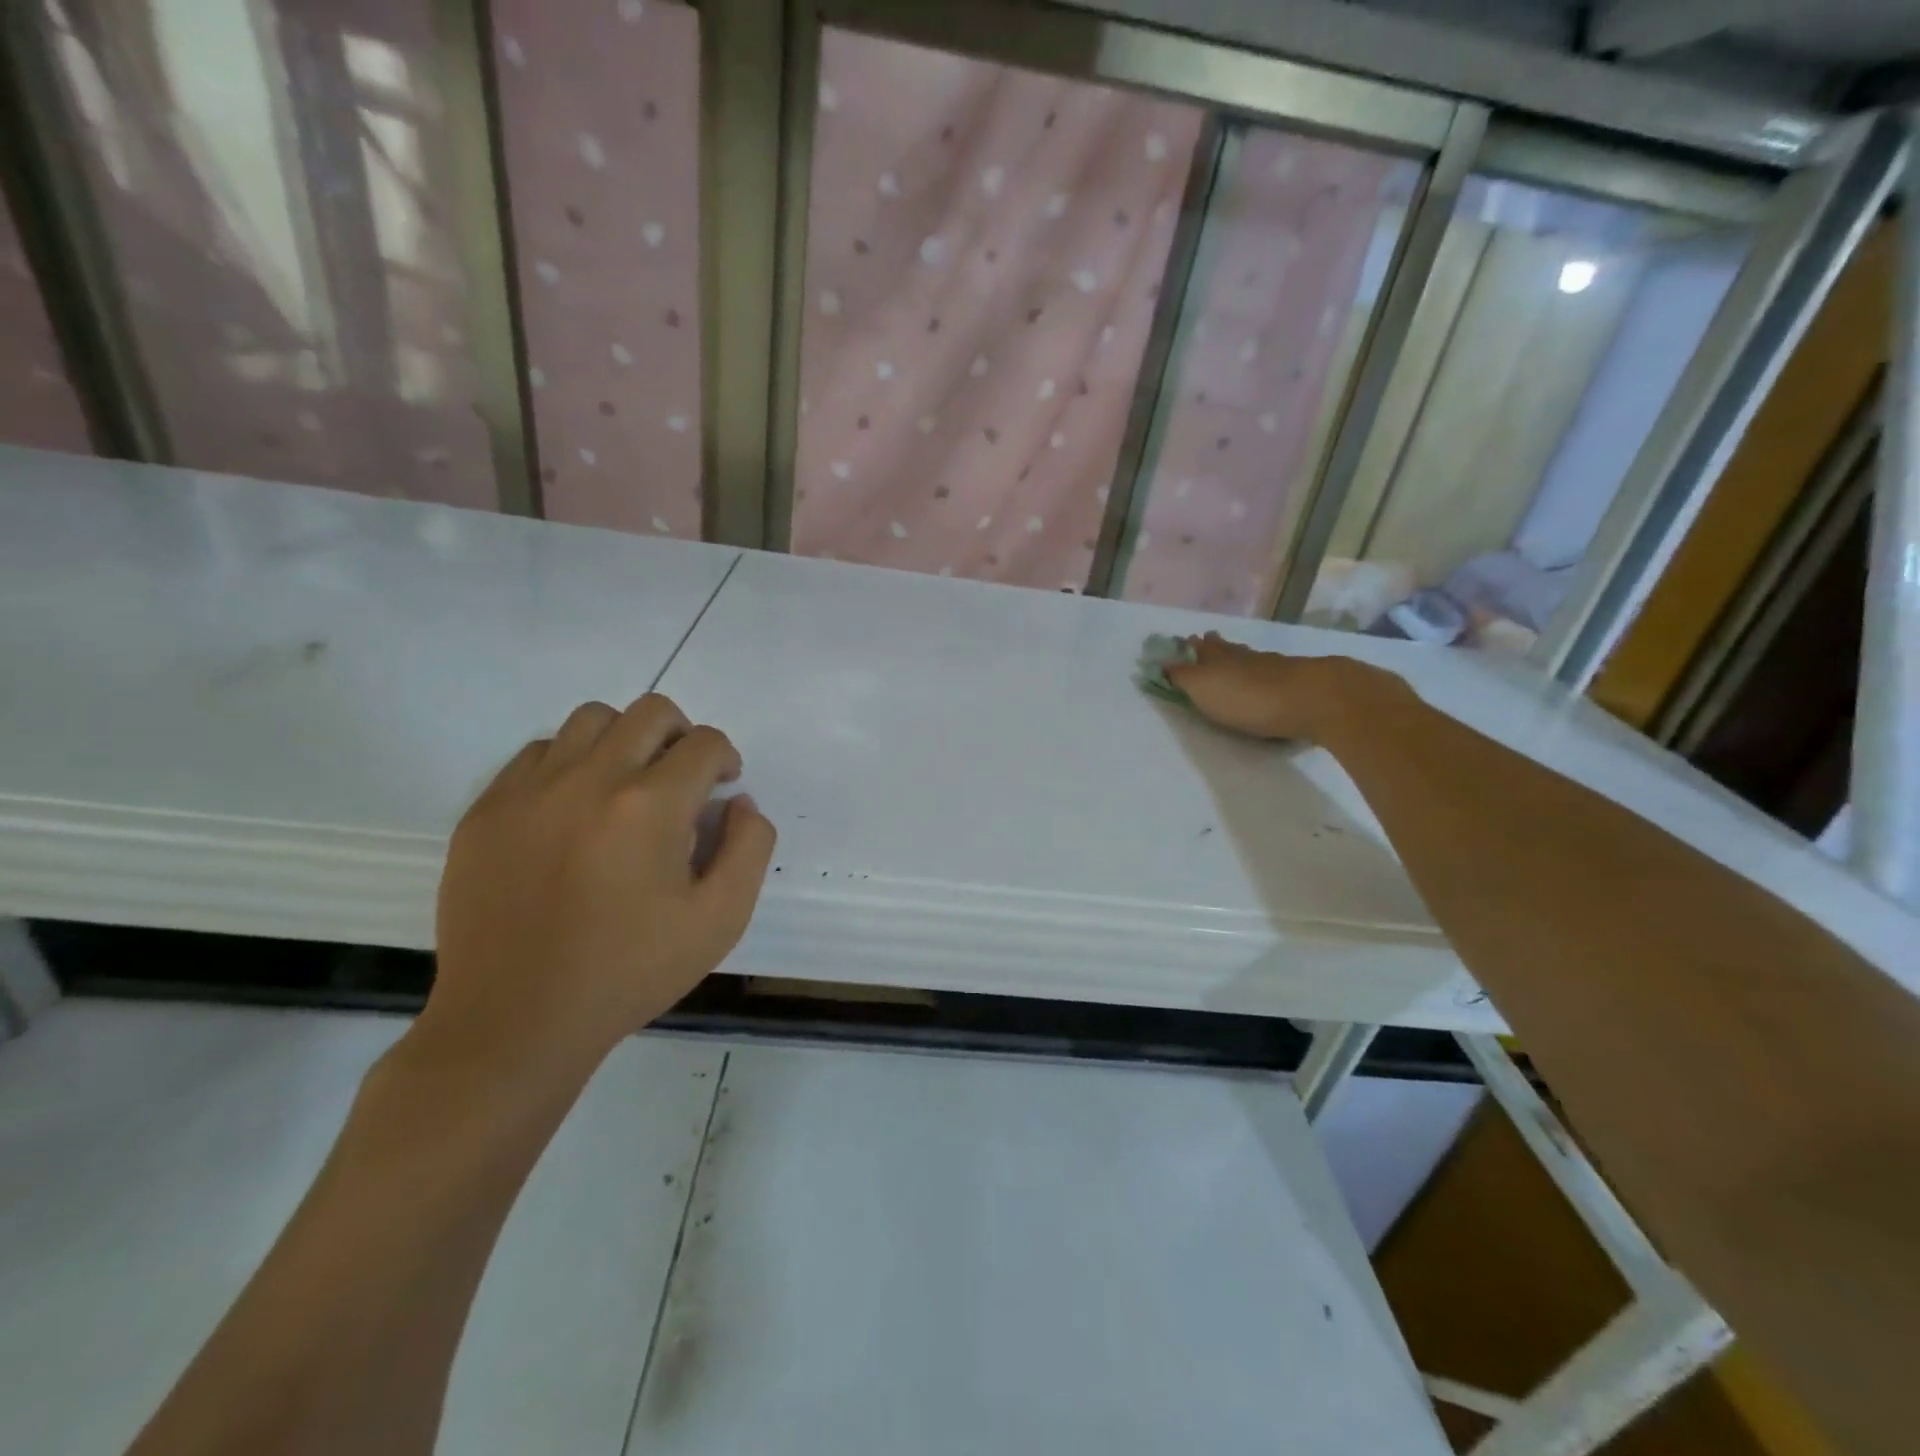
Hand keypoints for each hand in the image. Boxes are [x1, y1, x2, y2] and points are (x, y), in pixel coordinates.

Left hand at [426, 694, 775, 1077]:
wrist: (516, 1022)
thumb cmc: (630, 971)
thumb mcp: (721, 919)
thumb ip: (750, 847)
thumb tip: (738, 802)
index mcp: (651, 805)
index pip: (704, 742)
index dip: (725, 759)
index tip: (721, 788)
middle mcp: (590, 779)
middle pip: (650, 712)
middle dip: (682, 735)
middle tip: (682, 779)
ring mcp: (529, 790)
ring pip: (590, 720)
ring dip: (624, 740)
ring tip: (627, 786)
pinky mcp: (486, 810)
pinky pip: (537, 753)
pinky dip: (569, 763)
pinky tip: (574, 810)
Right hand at [1164, 632, 1404, 742]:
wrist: (1316, 700)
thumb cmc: (1251, 698)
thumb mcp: (1205, 689)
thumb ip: (1184, 677)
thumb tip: (1161, 660)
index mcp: (1223, 659)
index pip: (1203, 649)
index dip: (1193, 647)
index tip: (1187, 640)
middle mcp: (1250, 659)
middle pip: (1230, 650)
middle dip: (1218, 648)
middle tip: (1210, 641)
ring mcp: (1279, 669)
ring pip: (1255, 661)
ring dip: (1244, 660)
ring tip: (1239, 661)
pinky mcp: (1304, 685)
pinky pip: (1279, 676)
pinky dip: (1270, 675)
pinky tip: (1273, 678)